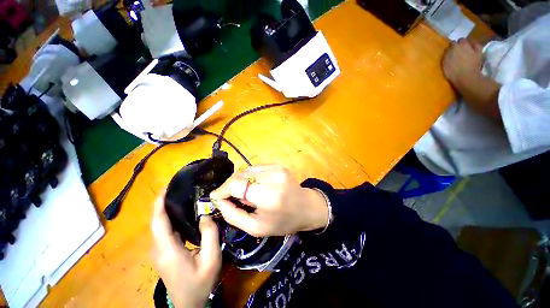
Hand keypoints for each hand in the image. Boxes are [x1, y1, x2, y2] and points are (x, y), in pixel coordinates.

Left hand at [151, 192, 220, 307]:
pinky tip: (184, 213)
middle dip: (164, 202)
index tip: (167, 186)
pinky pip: (165, 230)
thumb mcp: (211, 259)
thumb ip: (210, 234)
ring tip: (183, 195)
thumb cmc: (200, 283)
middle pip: (157, 221)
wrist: (189, 304)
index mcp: (168, 249)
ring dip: (168, 209)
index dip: (159, 202)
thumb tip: (205, 215)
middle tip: (181, 187)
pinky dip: (171, 218)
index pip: (158, 221)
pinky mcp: (164, 252)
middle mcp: (158, 248)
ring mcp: (159, 251)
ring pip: (160, 225)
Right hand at [210, 165, 328, 236]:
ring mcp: (277, 168)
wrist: (306, 207)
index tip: (215, 197)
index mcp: (269, 196)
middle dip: (230, 186)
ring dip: (240, 181)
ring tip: (245, 193)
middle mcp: (273, 177)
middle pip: (240, 175)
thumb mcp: (256, 228)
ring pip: (246, 170)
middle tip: (230, 198)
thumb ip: (234, 215)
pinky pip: (255, 168)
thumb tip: (219, 200)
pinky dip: (250, 176)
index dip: (222, 190)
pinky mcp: (278, 165)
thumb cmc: (283, 222)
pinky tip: (254, 186)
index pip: (237, 185)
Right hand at [442, 38, 483, 87]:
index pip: (451, 44)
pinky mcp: (479, 52)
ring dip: (467, 44)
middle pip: (460, 41)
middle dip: (459, 44)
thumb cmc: (452, 73)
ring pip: (469, 42)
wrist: (466, 77)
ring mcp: (471, 47)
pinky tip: (474, 48)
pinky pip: (477, 45)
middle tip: (457, 50)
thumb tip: (448, 52)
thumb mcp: (445, 64)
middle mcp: (462, 44)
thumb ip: (447, 56)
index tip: (450, 51)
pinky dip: (475, 45)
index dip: (450, 47)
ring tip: (465, 49)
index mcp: (452, 47)